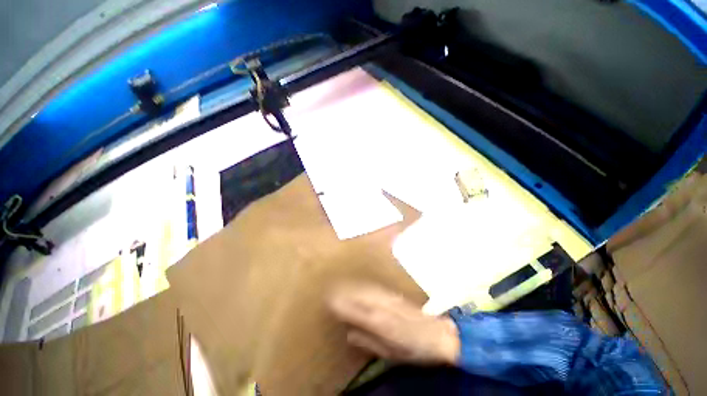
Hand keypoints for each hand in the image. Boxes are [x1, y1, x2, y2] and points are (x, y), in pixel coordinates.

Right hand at [328, 282, 459, 364]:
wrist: (437, 336)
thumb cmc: (413, 350)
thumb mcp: (389, 353)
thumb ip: (368, 342)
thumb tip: (349, 334)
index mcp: (381, 323)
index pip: (356, 310)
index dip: (342, 304)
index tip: (329, 301)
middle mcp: (384, 307)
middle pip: (360, 295)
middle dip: (345, 292)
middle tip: (331, 291)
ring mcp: (390, 299)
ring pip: (367, 290)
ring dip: (353, 287)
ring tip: (341, 286)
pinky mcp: (395, 296)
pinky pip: (376, 289)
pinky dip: (365, 287)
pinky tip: (360, 286)